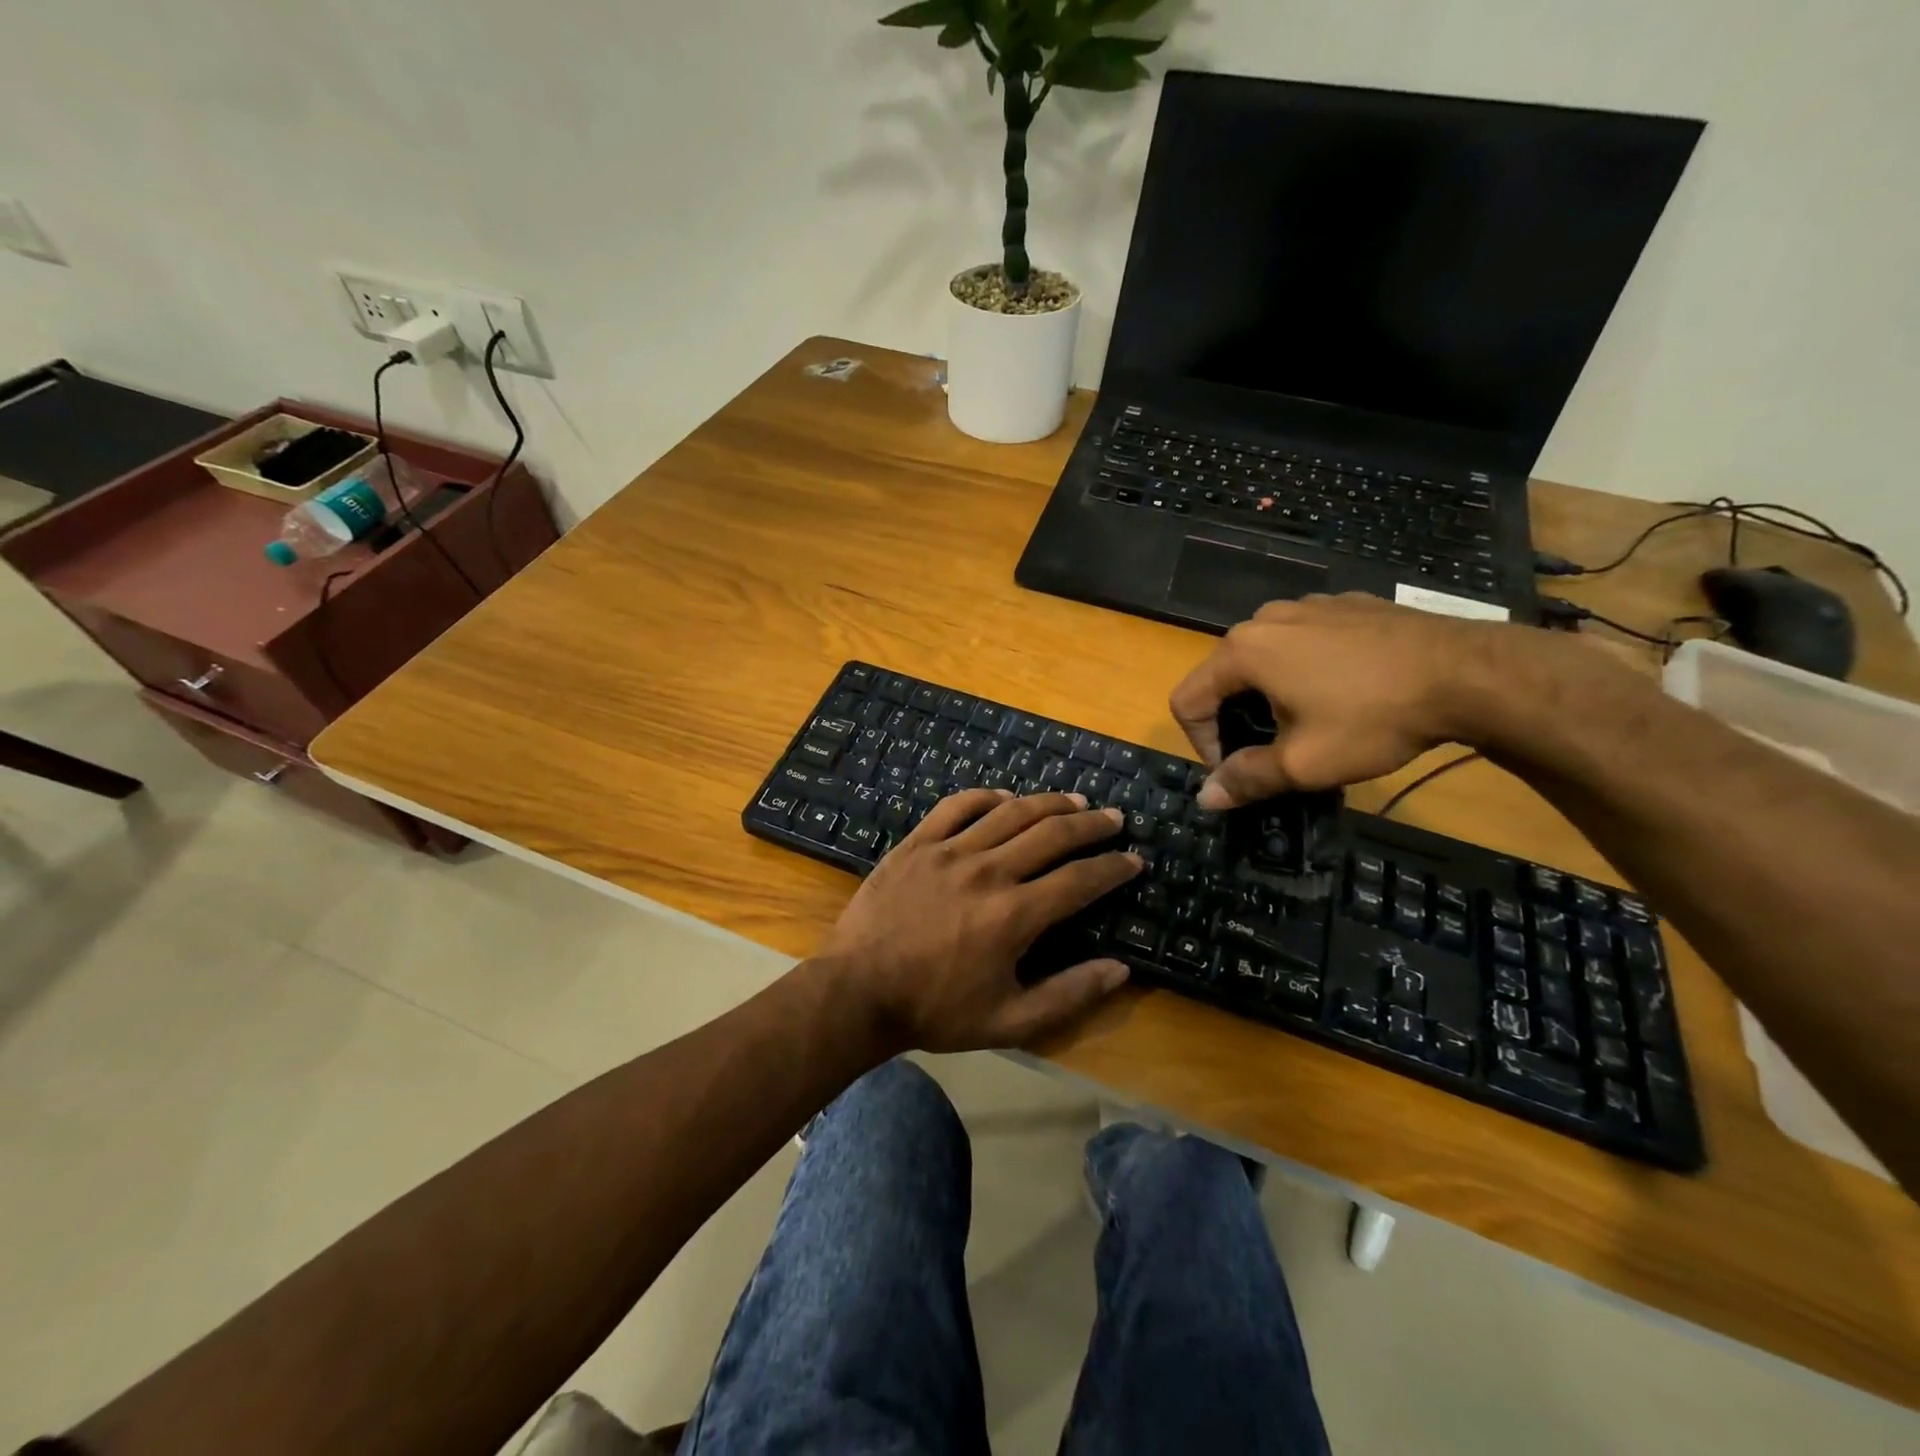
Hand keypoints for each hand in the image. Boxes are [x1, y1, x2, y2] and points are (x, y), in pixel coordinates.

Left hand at [817, 790, 1143, 1052]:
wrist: (858, 991)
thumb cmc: (935, 1011)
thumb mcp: (1009, 1021)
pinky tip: (1004, 797)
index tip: (1134, 860)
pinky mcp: (917, 843)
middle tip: (1114, 818)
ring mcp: (949, 851)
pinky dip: (986, 796)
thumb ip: (1069, 994)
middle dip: (1091, 825)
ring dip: (1049, 802)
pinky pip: (957, 806)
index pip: (1080, 880)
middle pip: (1052, 834)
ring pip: (1010, 812)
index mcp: (1014, 915)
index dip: (1113, 868)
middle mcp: (988, 872)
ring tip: (1075, 801)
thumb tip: (1121, 970)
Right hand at [1169, 594, 1502, 808]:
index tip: (1239, 770)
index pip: (1187, 700)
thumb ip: (1246, 779)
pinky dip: (1307, 667)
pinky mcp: (1345, 604)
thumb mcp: (1304, 763)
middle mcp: (1265, 619)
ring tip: (1313, 720)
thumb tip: (1205, 798)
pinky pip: (1304, 639)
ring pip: (1264, 656)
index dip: (1201, 744)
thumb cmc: (1373, 718)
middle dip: (1238, 718)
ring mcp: (1307, 605)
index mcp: (1242, 651)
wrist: (1468, 672)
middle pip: (1223, 676)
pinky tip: (1347, 689)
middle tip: (1276, 750)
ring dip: (1271, 692)